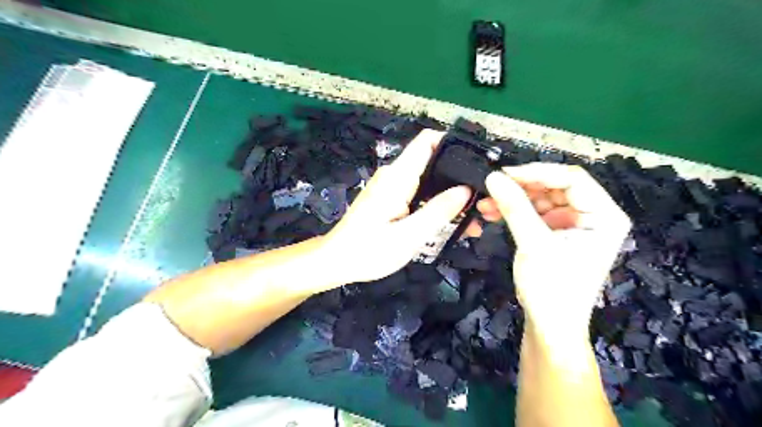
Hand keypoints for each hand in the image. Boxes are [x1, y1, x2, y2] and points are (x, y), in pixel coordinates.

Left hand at [320, 129, 473, 284]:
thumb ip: (438, 211)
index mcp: (397, 177)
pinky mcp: (390, 199)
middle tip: (482, 198)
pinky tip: (451, 220)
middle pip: (431, 161)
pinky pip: (418, 193)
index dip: (452, 143)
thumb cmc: (368, 251)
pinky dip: (435, 203)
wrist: (336, 262)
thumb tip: (465, 189)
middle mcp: (394, 176)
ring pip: (427, 180)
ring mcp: (391, 187)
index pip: (426, 142)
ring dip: (449, 194)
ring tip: (473, 216)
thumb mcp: (409, 236)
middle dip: (457, 176)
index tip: (476, 161)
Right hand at [482, 163, 630, 344]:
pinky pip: (533, 213)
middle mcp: (592, 215)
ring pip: (540, 199)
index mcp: (604, 215)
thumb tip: (493, 177)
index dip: (537, 172)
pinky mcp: (556, 233)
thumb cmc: (552, 289)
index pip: (572, 179)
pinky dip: (513, 212)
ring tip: (485, 204)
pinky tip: (492, 213)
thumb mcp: (534, 244)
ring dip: (513, 200)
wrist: (549, 326)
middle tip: (492, 187)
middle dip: (521, 188)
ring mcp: (573, 224)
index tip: (505, 174)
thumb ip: (515, 207)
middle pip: (554, 187)